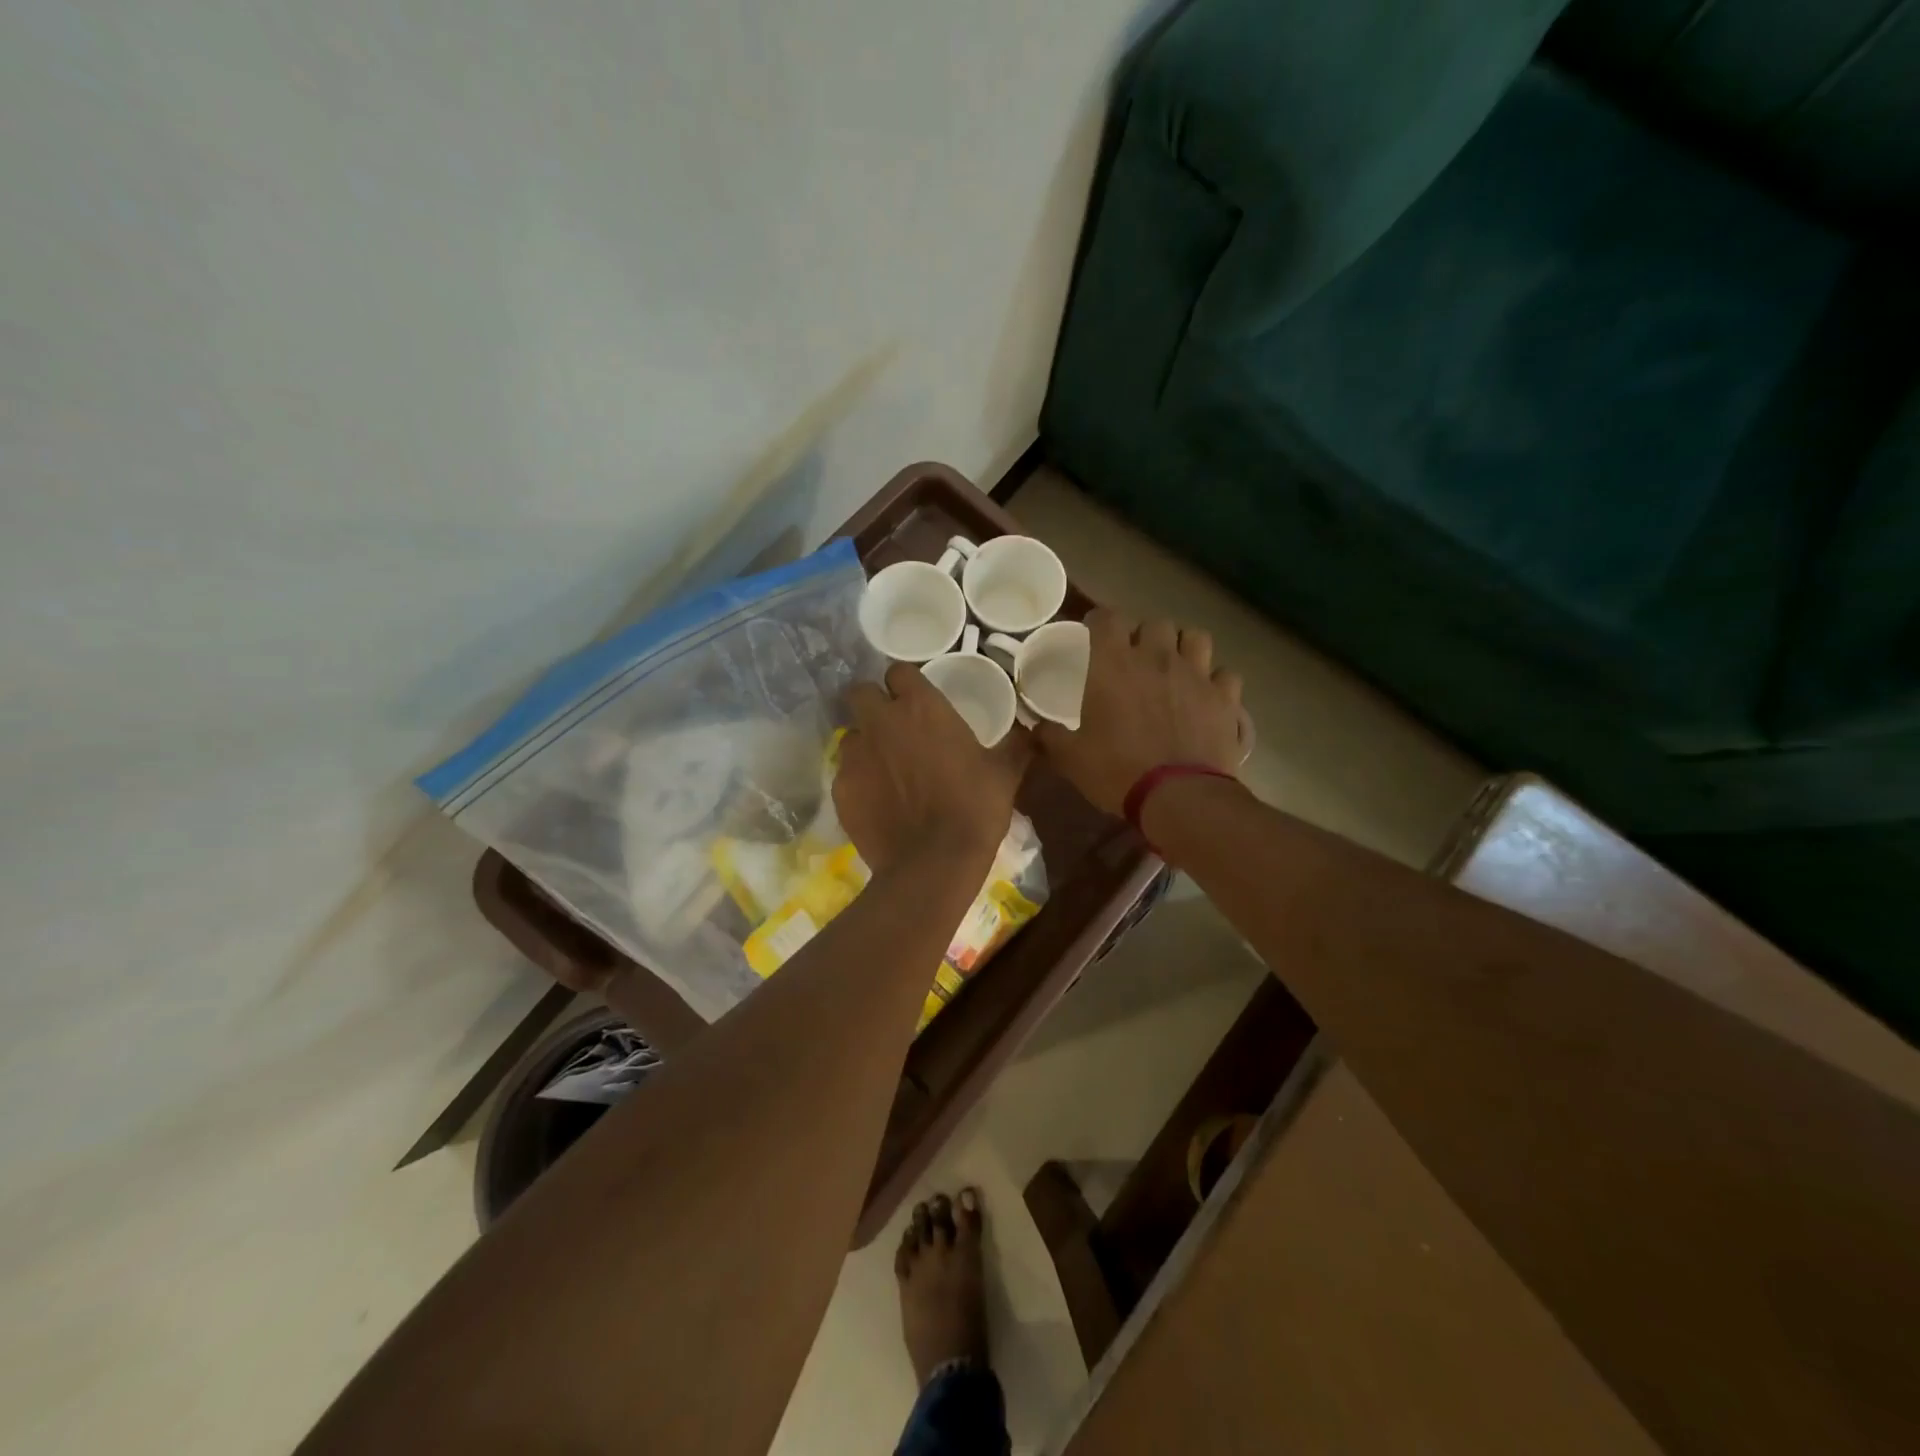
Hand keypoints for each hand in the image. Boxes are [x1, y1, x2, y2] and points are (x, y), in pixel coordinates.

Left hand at [834, 663, 1028, 874]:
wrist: (934, 863)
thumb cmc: (974, 809)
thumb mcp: (1004, 773)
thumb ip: (1016, 745)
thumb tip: (1032, 732)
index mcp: (920, 706)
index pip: (898, 670)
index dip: (905, 683)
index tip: (915, 699)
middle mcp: (880, 721)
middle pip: (861, 692)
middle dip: (873, 704)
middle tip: (894, 727)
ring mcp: (855, 755)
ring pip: (850, 734)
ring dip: (865, 743)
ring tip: (885, 769)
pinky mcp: (840, 788)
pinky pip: (845, 773)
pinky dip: (858, 781)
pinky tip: (877, 802)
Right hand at [1033, 609, 1243, 816]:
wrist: (1180, 797)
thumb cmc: (1117, 771)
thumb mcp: (1071, 758)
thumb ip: (1050, 736)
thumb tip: (1035, 727)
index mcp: (1114, 665)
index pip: (1107, 619)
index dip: (1099, 621)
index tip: (1093, 632)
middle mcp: (1157, 658)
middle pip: (1154, 623)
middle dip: (1143, 635)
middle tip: (1135, 656)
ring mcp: (1196, 675)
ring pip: (1196, 637)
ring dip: (1183, 646)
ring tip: (1175, 665)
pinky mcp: (1225, 698)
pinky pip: (1225, 674)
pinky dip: (1215, 680)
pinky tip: (1207, 694)